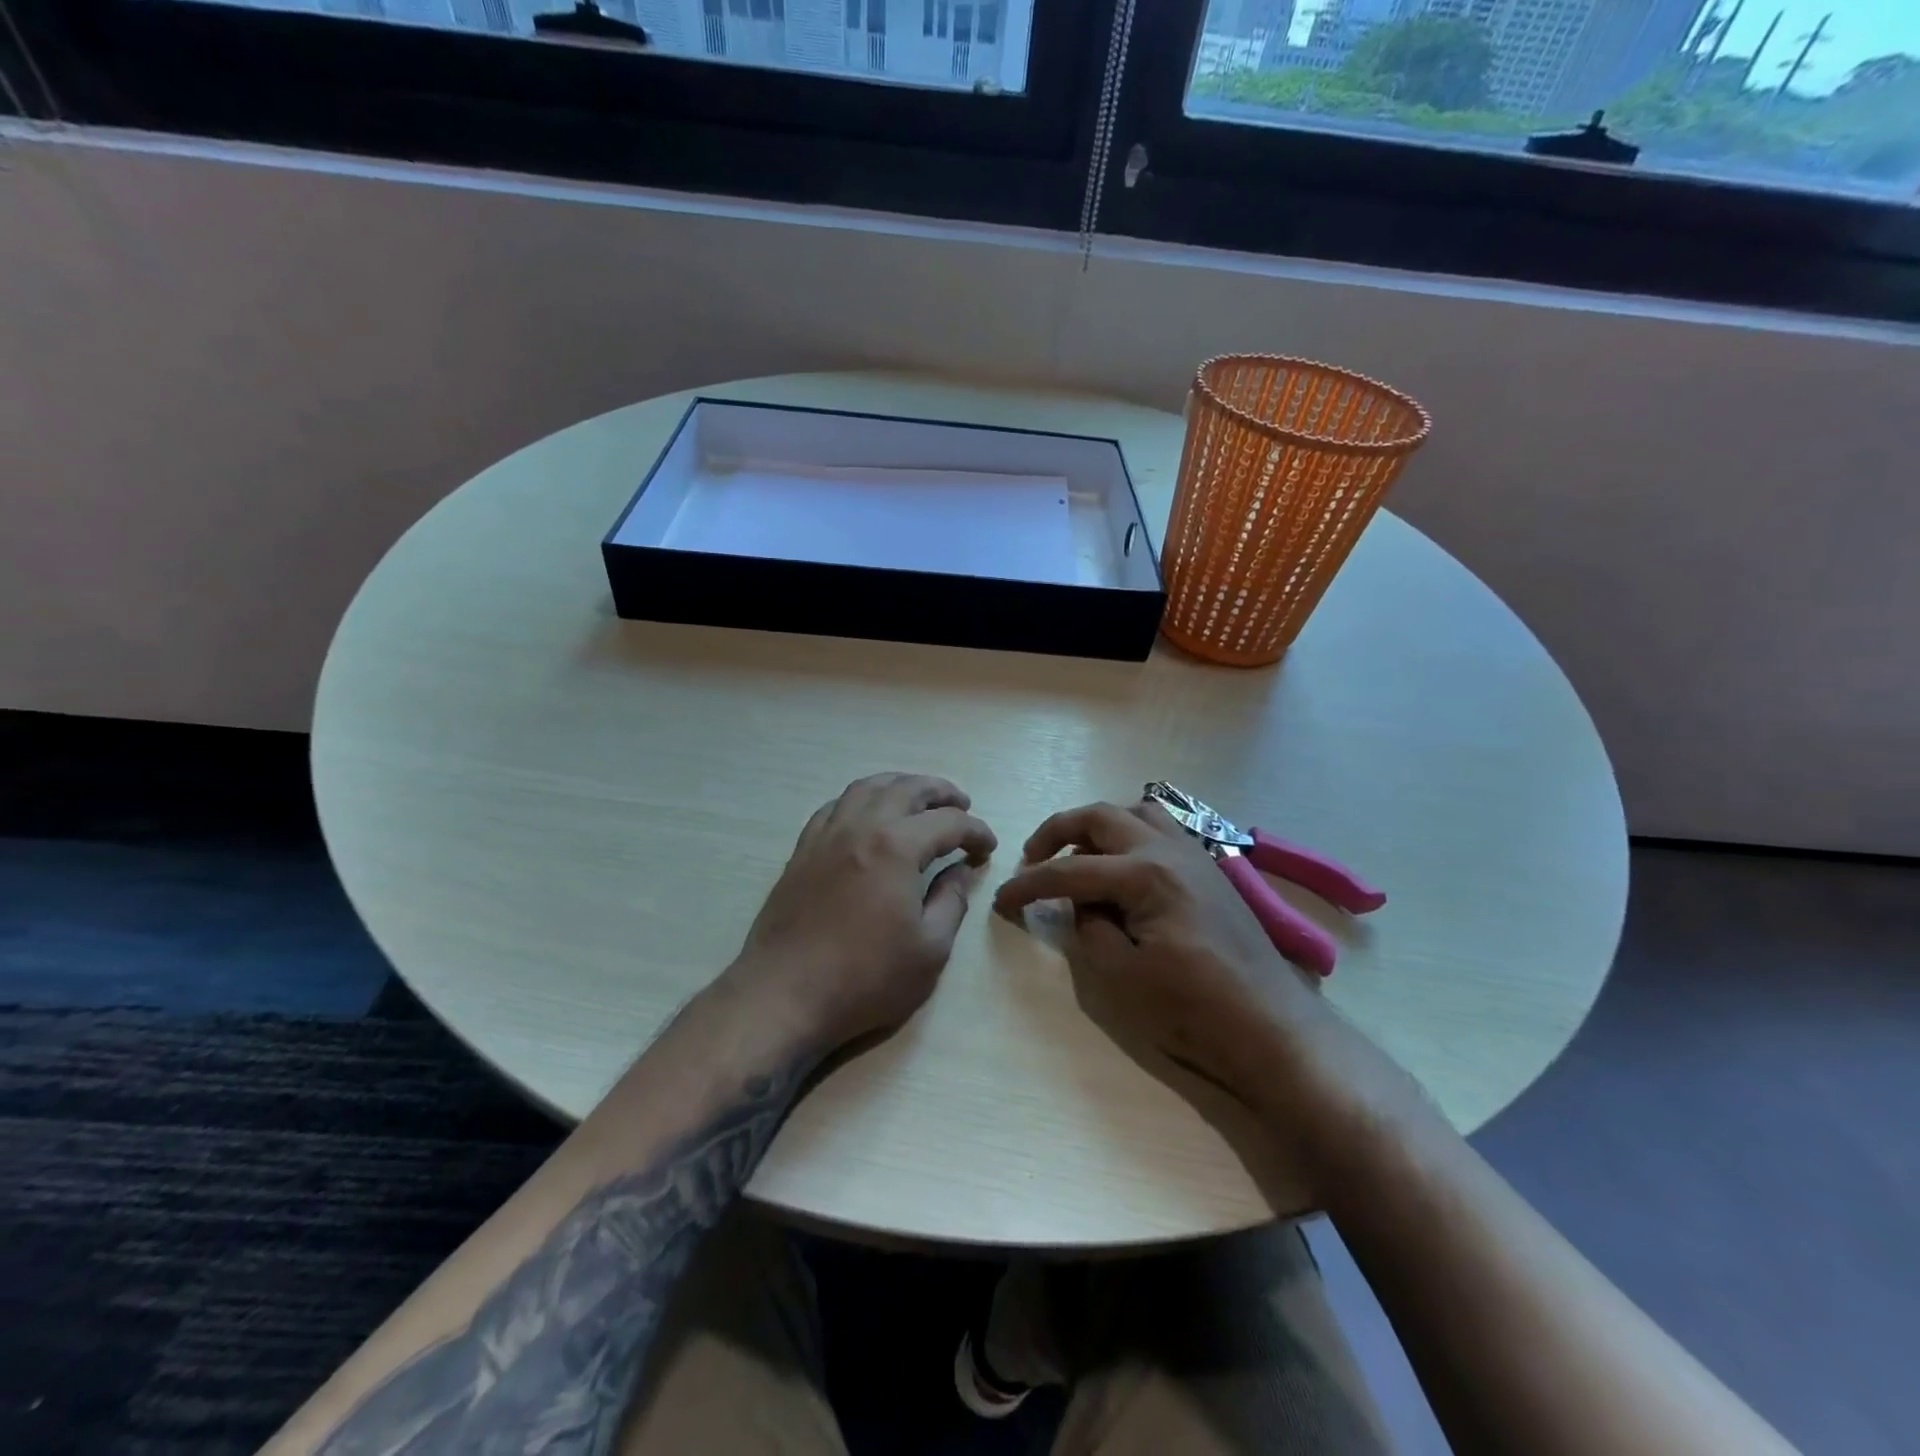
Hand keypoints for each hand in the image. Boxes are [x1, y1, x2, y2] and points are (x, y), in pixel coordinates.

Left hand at [729, 773, 996, 1055]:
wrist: (785, 994)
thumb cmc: (865, 978)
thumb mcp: (929, 949)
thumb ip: (951, 901)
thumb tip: (959, 870)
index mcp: (897, 847)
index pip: (948, 822)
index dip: (975, 831)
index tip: (988, 847)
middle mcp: (861, 827)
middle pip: (907, 788)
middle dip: (941, 791)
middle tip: (962, 803)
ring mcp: (827, 835)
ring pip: (867, 787)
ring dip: (899, 784)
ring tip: (918, 797)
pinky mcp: (802, 850)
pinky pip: (835, 806)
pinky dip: (861, 799)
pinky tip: (868, 814)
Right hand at [992, 799, 1330, 1102]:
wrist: (1270, 1027)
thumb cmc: (1193, 1008)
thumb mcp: (1120, 977)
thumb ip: (1089, 928)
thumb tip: (1082, 904)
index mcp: (1145, 874)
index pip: (1070, 871)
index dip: (1029, 885)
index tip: (1001, 900)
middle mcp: (1169, 849)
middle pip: (1102, 816)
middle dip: (1058, 831)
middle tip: (1033, 859)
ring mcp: (1194, 855)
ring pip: (1137, 812)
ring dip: (1100, 825)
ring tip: (1080, 855)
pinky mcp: (1209, 870)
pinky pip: (1162, 830)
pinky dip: (1132, 834)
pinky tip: (1124, 866)